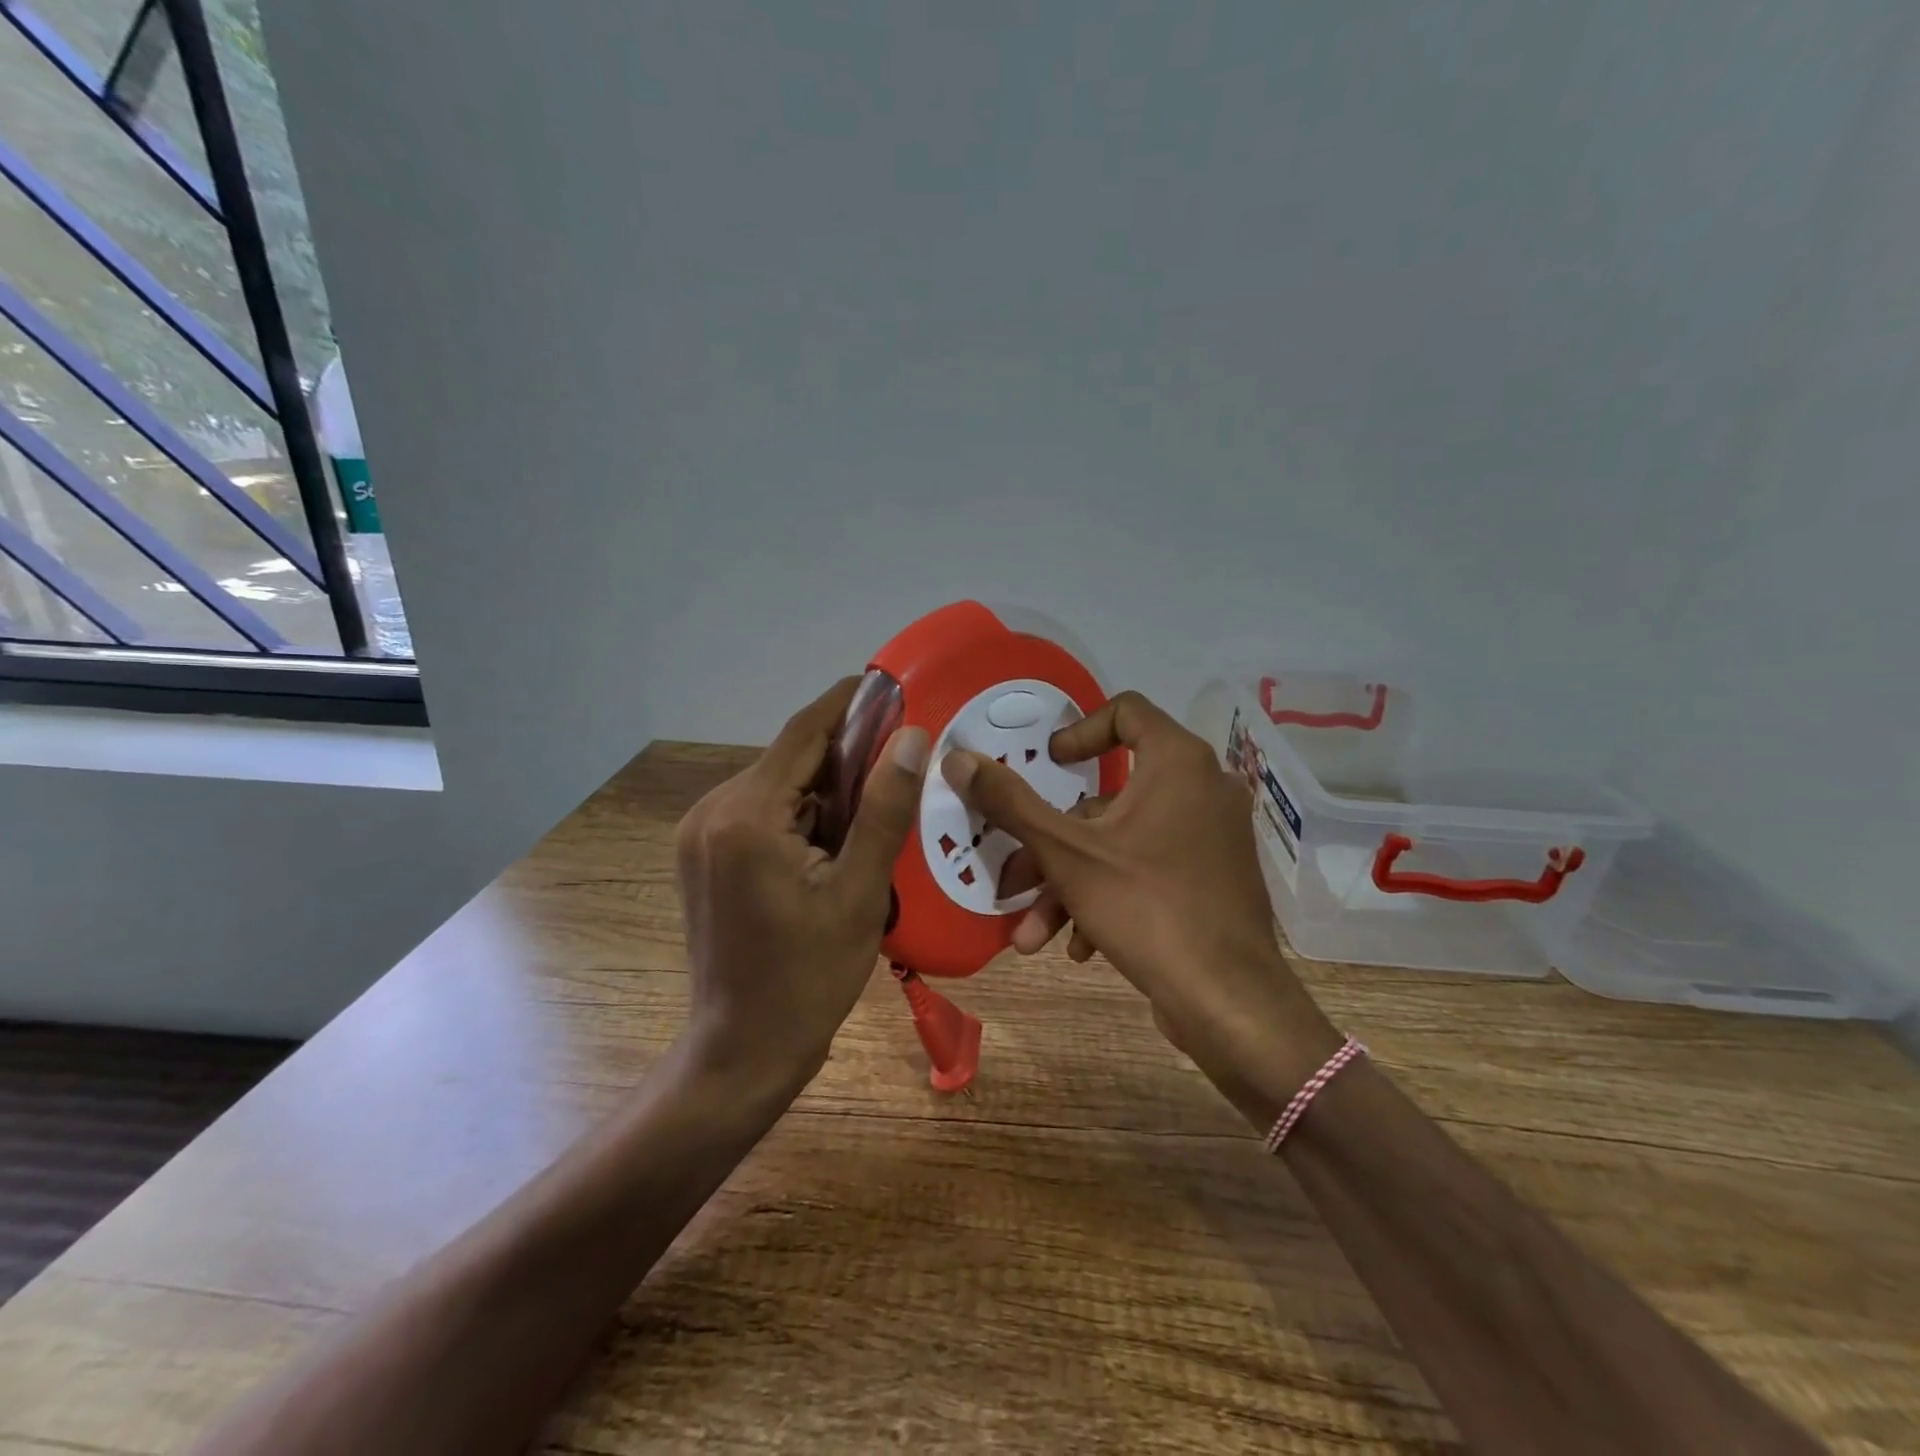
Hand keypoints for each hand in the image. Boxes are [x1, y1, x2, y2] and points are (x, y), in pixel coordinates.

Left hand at [675, 677, 929, 1097]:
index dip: (849, 703)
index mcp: (747, 815)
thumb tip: (912, 737)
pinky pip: (760, 813)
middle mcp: (712, 811)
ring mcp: (700, 834)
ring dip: (823, 792)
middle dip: (844, 758)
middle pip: (790, 760)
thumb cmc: (808, 979)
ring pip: (777, 787)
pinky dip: (799, 816)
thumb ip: (884, 809)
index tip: (891, 684)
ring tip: (874, 814)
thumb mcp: (860, 893)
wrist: (743, 1049)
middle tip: (900, 765)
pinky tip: (833, 844)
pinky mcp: (701, 854)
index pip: (804, 732)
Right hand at [944, 690, 1341, 1120]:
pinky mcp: (1212, 880)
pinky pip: (1149, 870)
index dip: (1078, 732)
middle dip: (1052, 845)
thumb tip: (958, 758)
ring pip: (1122, 844)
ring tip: (1032, 934)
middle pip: (1109, 797)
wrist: (1230, 1003)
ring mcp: (1211, 838)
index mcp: (1178, 762)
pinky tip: (1081, 947)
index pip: (1126, 711)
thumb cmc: (1147, 907)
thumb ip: (1011, 802)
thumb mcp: (1066, 853)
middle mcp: (1202, 789)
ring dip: (1070, 884)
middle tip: (1012, 876)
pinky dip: (1109, 897)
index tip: (1049, 766)